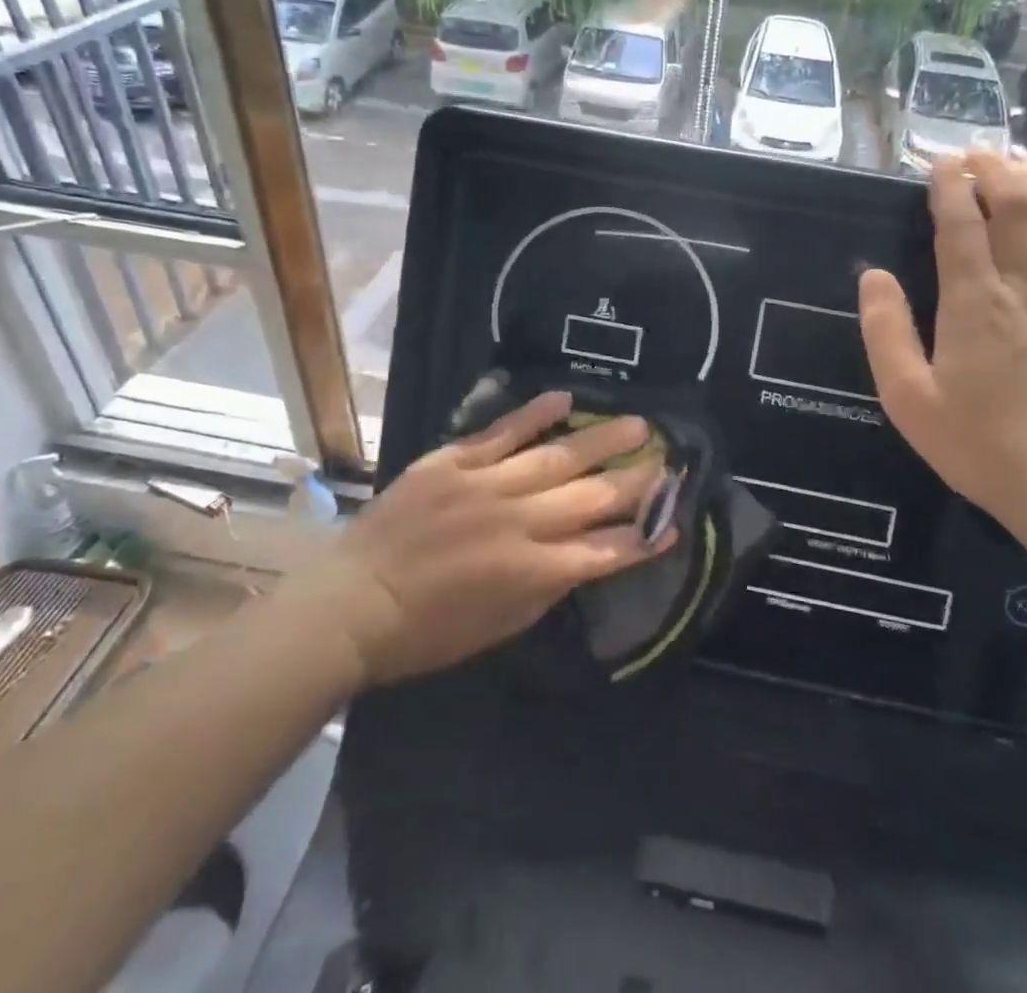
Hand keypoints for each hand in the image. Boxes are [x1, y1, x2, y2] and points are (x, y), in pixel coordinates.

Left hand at [283, 393, 671, 686]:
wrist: (354, 602)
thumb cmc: (429, 630)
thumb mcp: (501, 625)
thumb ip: (549, 585)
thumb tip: (588, 552)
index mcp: (533, 571)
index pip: (605, 550)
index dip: (643, 537)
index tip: (672, 522)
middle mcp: (520, 522)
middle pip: (593, 496)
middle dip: (636, 480)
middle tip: (666, 459)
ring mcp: (487, 485)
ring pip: (558, 456)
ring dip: (603, 439)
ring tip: (638, 424)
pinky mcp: (454, 461)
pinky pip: (503, 432)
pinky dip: (536, 413)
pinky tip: (566, 397)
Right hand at [858, 149, 1026, 520]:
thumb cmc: (978, 444)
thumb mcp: (908, 397)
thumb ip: (885, 332)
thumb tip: (872, 276)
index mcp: (972, 304)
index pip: (960, 227)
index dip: (950, 188)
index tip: (940, 162)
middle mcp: (1021, 288)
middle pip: (1014, 209)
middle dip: (994, 172)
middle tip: (976, 153)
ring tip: (1018, 157)